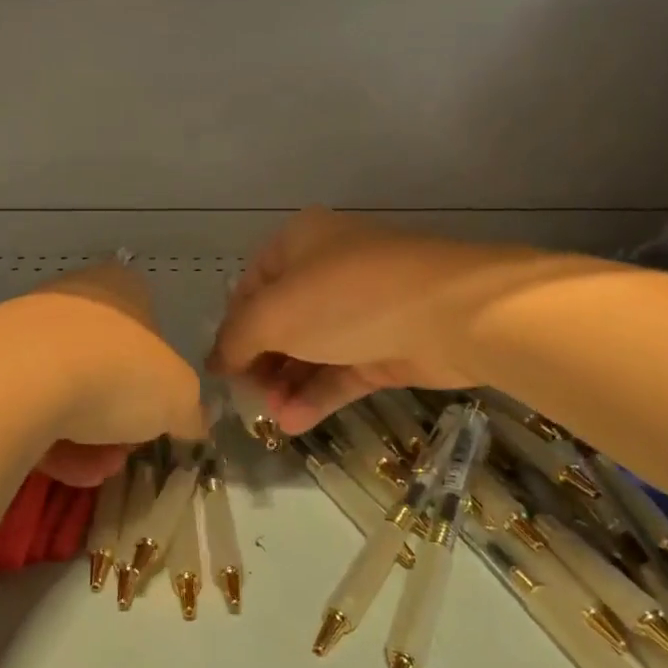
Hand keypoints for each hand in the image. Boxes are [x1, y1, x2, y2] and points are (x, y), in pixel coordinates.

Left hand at [2, 263, 205, 485]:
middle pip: (107, 365)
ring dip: (87, 438)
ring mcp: (26, 330)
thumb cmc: (119, 370)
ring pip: (67, 391)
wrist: (23, 379)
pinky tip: (61, 469)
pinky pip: (30, 407)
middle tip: (123, 450)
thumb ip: (189, 408)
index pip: (148, 325)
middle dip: (118, 417)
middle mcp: (72, 298)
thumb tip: (190, 420)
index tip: (157, 413)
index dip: (157, 375)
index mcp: (120, 286)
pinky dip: (49, 439)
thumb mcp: (180, 396)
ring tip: (92, 471)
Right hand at [208, 209, 559, 434]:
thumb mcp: (273, 315)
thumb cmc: (346, 299)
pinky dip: (318, 394)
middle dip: (262, 362)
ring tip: (273, 418)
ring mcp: (361, 309)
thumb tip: (215, 362)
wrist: (452, 313)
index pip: (250, 286)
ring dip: (288, 384)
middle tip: (250, 398)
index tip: (223, 368)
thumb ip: (236, 340)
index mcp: (299, 243)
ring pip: (312, 349)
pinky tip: (295, 423)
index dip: (232, 327)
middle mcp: (328, 269)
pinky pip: (342, 369)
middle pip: (281, 321)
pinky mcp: (388, 344)